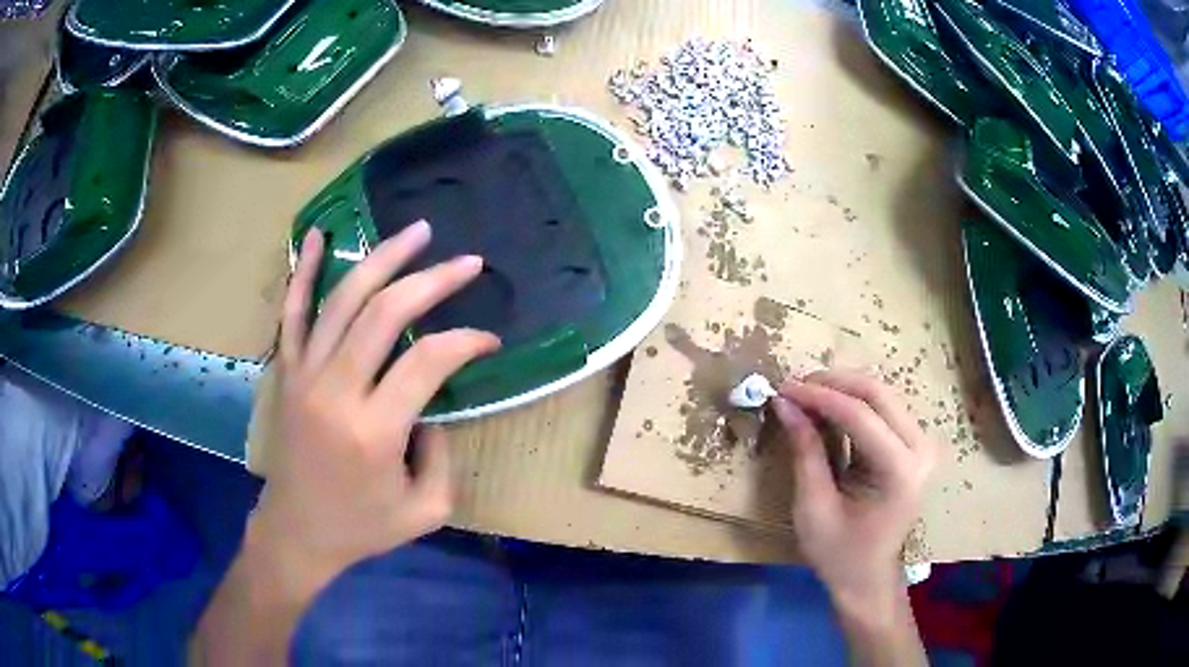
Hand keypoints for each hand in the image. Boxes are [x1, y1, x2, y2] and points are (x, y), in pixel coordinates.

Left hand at [254, 220, 500, 587]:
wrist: (297, 531)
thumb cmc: (362, 526)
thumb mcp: (424, 509)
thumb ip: (442, 453)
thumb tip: (434, 401)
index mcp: (373, 431)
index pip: (428, 361)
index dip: (465, 342)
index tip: (489, 340)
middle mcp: (335, 391)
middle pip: (384, 313)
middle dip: (432, 280)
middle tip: (468, 262)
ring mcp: (304, 375)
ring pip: (343, 299)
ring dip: (382, 258)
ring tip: (417, 231)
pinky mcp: (287, 372)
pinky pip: (293, 312)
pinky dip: (306, 271)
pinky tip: (321, 234)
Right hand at [772, 369, 936, 621]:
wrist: (868, 576)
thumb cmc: (838, 553)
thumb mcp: (813, 507)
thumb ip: (805, 451)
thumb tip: (785, 404)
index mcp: (900, 472)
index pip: (860, 416)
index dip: (819, 396)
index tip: (783, 389)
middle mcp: (920, 450)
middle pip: (877, 393)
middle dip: (832, 383)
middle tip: (794, 386)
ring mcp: (922, 444)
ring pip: (882, 394)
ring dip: (842, 388)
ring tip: (805, 394)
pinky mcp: (915, 444)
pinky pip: (884, 408)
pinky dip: (853, 401)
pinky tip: (827, 406)